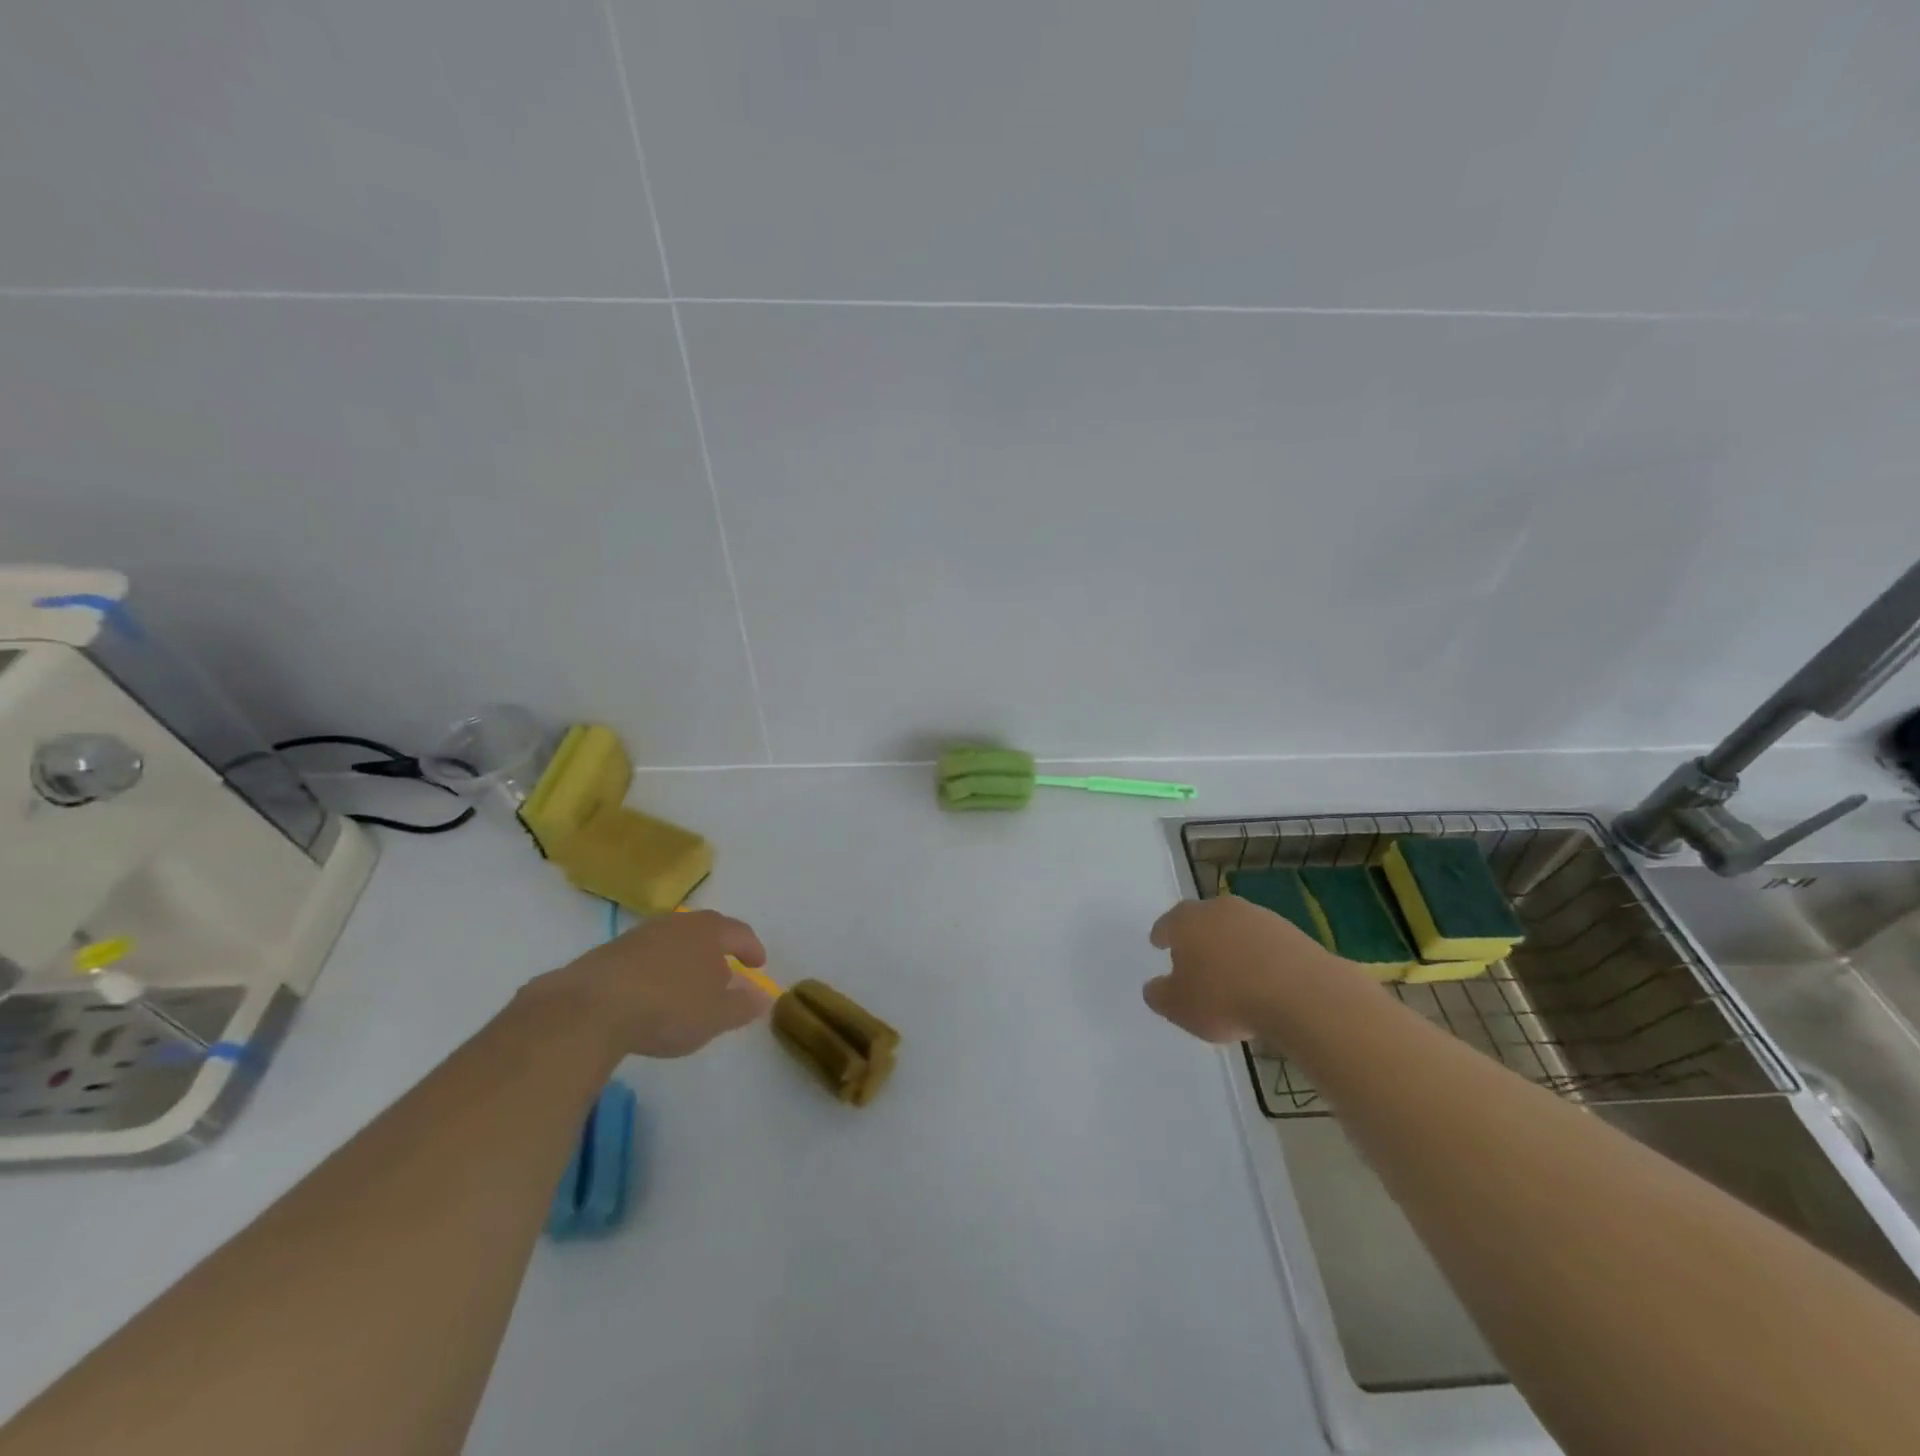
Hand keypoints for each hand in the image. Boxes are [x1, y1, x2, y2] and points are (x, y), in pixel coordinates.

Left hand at [526, 909, 772, 1058]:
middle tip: (725, 969)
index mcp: (708, 931)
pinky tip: (651, 992)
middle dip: (717, 949)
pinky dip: (655, 970)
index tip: (758, 964)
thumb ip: (742, 1005)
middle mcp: (676, 924)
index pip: (739, 932)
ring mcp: (640, 935)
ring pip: (672, 941)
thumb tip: (762, 996)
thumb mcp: (715, 1016)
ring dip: (684, 958)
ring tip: (687, 983)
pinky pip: (645, 956)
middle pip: (705, 930)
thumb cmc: (668, 1007)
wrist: (590, 1008)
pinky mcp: (608, 953)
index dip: (751, 948)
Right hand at [1143, 895, 1358, 1043]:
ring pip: (1236, 929)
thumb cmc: (1226, 998)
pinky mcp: (1291, 932)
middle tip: (1194, 959)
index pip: (1167, 923)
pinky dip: (1259, 957)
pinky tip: (1263, 981)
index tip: (1159, 943)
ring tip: (1232, 975)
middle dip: (1197, 937)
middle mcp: (1220, 909)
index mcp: (1186, 921)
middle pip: (1202, 920)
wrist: (1301, 995)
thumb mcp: (1179, 1007)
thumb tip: (1155, 987)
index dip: (1162, 935)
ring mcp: (1258, 917)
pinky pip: (1265, 943)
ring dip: (1231, 946)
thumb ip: (1160, 995)